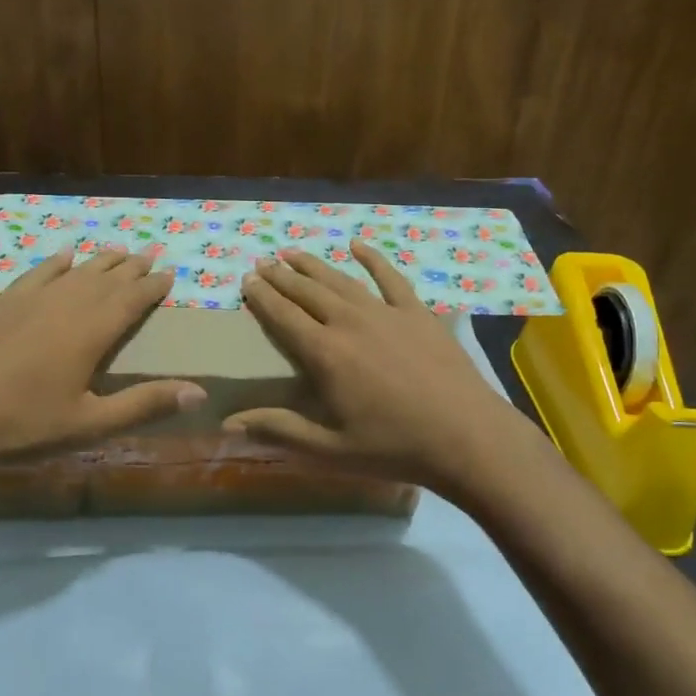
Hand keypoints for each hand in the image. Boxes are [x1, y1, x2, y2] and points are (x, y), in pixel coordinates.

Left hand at [0, 248, 202, 475]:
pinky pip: (38, 273)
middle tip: (150, 255)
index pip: (132, 299)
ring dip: (100, 261)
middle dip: (131, 267)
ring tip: (119, 251)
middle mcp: (66, 304)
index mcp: (91, 331)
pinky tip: (64, 256)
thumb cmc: (22, 425)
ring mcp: (30, 299)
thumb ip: (144, 405)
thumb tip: (199, 392)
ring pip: (75, 271)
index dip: (153, 286)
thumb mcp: (89, 425)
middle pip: (106, 278)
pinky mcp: (2, 303)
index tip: (170, 274)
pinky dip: (56, 262)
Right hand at [225, 241, 535, 496]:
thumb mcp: (330, 449)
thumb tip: (228, 424)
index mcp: (326, 354)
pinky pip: (390, 277)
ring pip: (341, 280)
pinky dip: (372, 258)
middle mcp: (350, 322)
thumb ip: (279, 431)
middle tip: (263, 263)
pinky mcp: (417, 312)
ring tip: (293, 252)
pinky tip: (357, 245)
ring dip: (314, 264)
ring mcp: (386, 313)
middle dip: (282, 275)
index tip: (247, 280)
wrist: (467, 436)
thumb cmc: (394, 447)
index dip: (262, 296)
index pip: (283, 316)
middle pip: (308, 291)